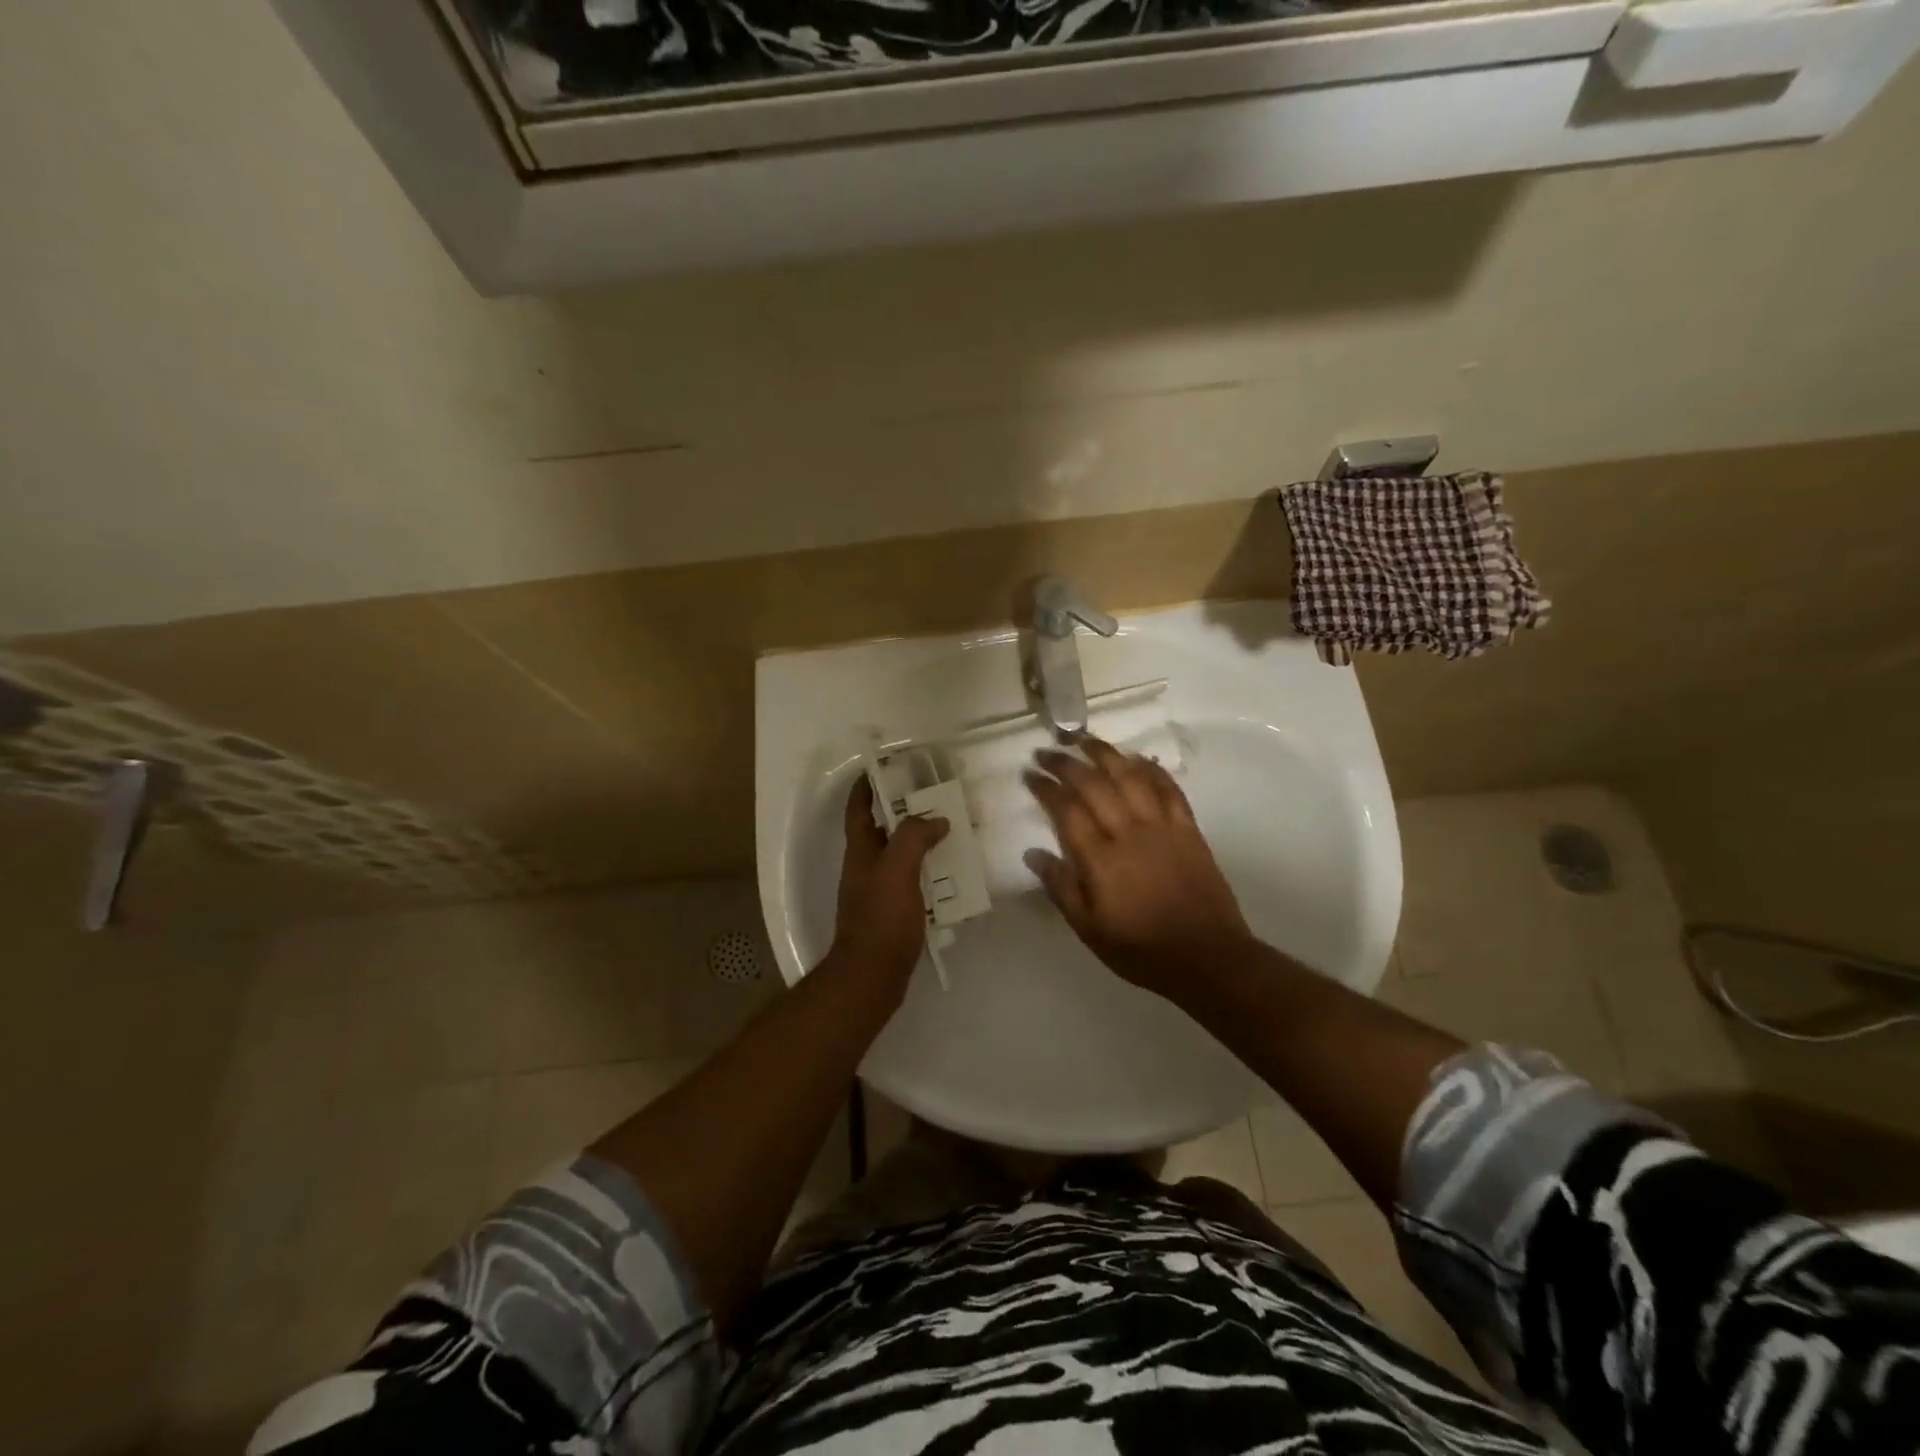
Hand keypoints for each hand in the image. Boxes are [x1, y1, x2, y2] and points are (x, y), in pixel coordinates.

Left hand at [828, 777, 948, 987]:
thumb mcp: (897, 869)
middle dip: (905, 813)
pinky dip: (929, 874)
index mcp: (860, 851)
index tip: (884, 768)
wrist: (872, 976)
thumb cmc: (881, 918)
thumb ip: (914, 838)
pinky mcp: (892, 914)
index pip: (858, 809)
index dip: (866, 787)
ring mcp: (877, 892)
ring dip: (921, 843)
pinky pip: (912, 883)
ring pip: (900, 857)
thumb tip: (935, 820)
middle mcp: (865, 867)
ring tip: (952, 833)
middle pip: (883, 830)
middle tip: (936, 799)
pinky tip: (952, 877)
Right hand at [1024, 736, 1252, 995]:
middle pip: (1093, 784)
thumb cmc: (1141, 949)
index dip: (1045, 787)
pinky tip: (1137, 758)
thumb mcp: (1089, 929)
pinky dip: (1151, 769)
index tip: (1029, 773)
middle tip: (1047, 751)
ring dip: (1105, 753)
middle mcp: (1128, 832)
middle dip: (1066, 763)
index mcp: (1100, 859)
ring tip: (1084, 739)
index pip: (1066, 810)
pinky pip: (1168, 788)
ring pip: (1130, 776)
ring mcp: (1162, 826)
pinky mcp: (1188, 828)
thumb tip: (1033, 852)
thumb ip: (1061, 887)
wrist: (1207, 958)